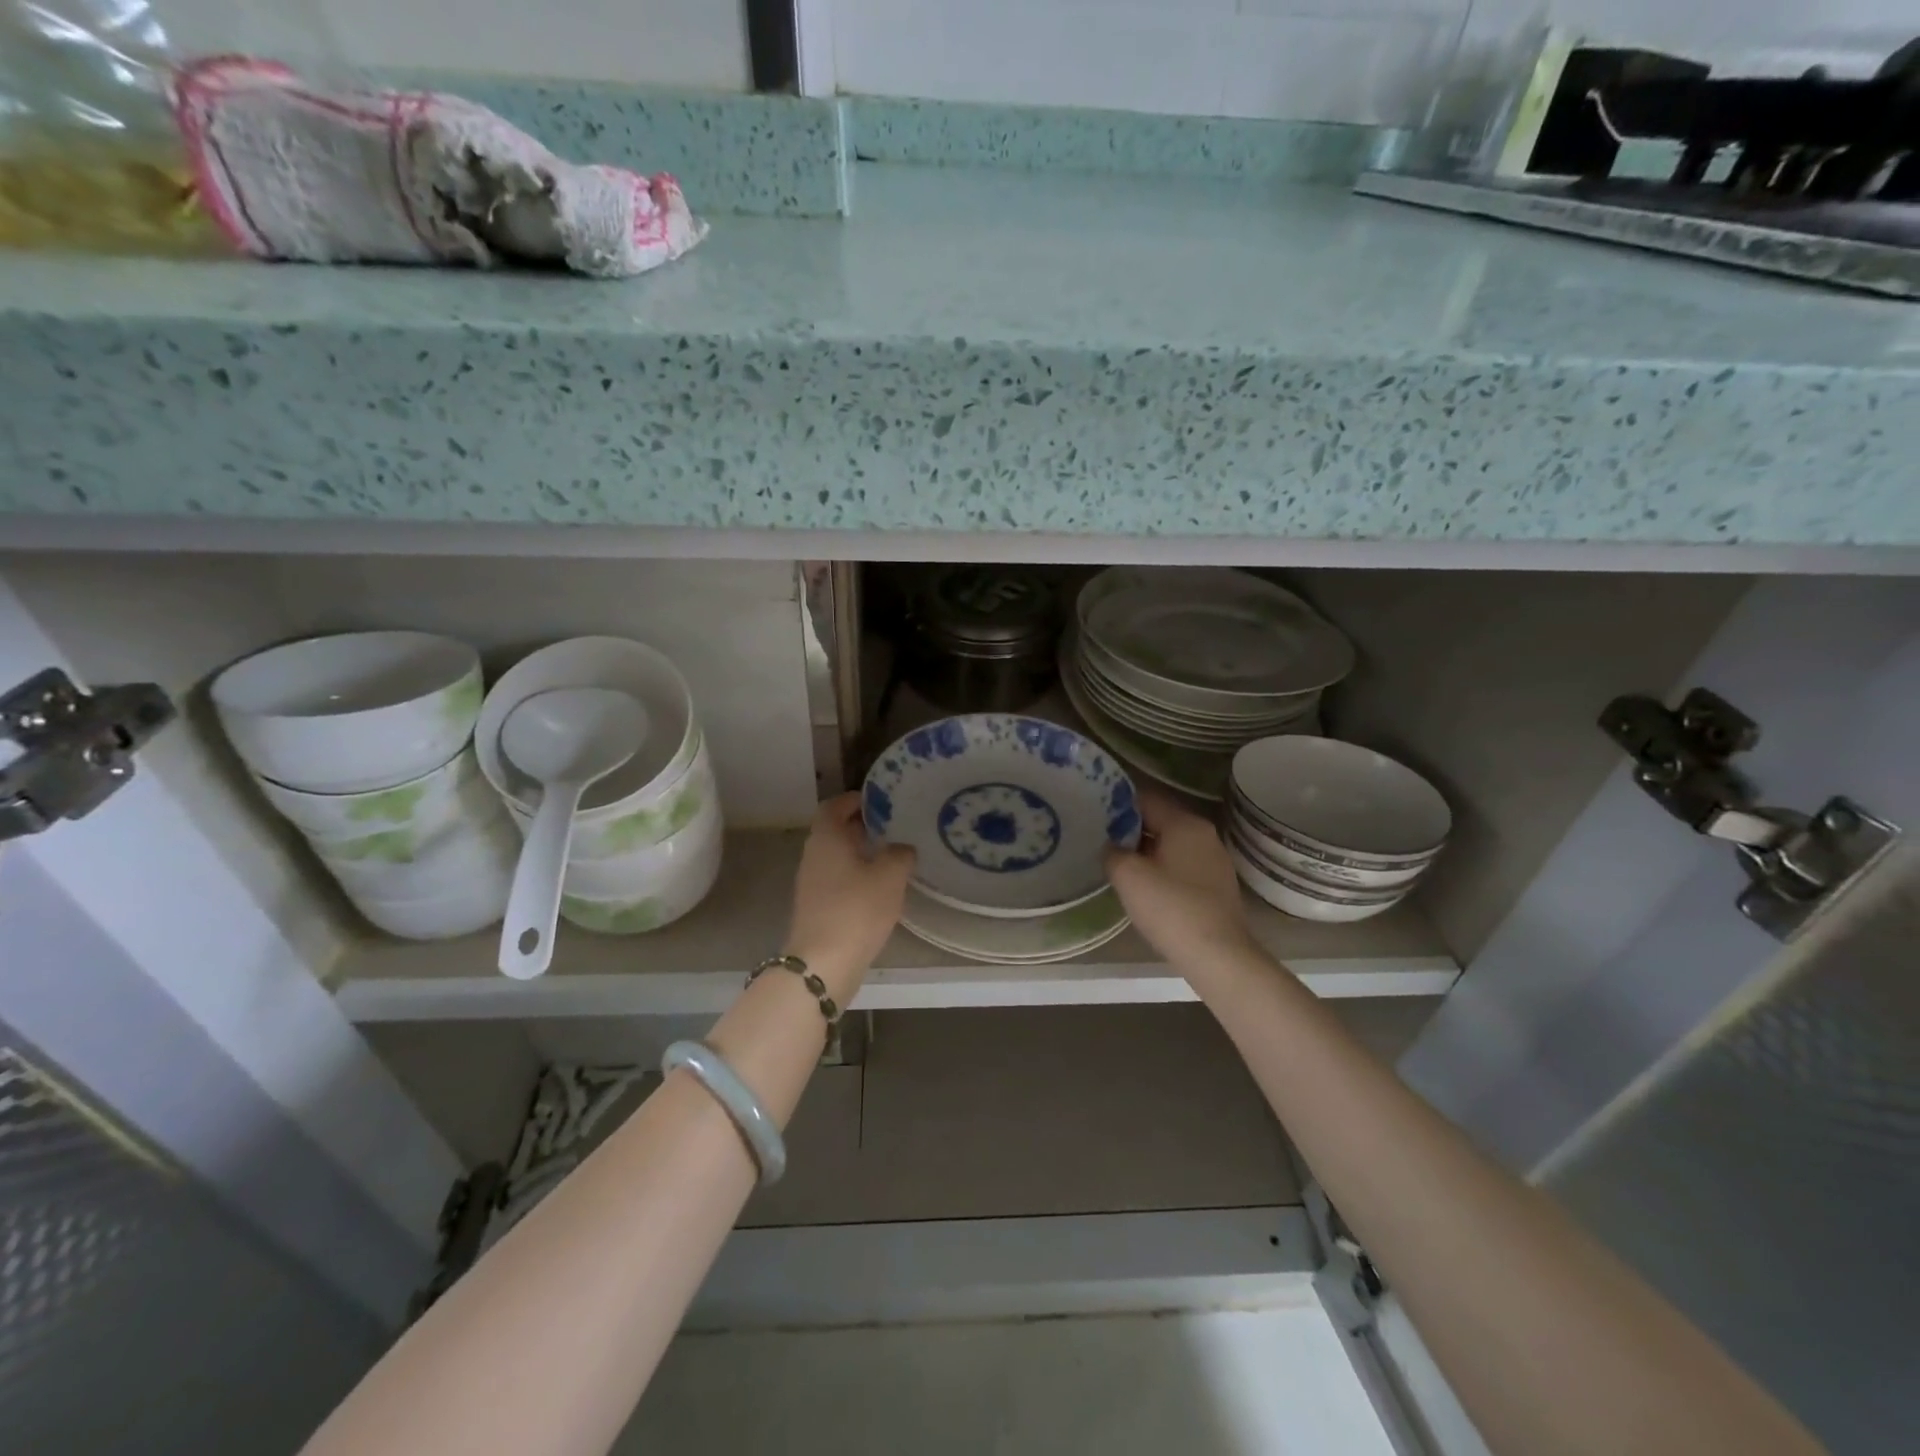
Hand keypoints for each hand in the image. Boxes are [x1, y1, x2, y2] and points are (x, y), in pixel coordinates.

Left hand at [784, 792, 915, 999]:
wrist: (823, 964)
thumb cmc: (856, 909)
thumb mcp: (890, 875)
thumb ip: (900, 854)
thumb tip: (902, 848)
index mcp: (827, 838)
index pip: (834, 806)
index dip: (855, 800)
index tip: (880, 802)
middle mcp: (813, 855)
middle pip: (835, 830)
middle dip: (862, 826)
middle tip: (893, 827)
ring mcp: (811, 883)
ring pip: (837, 857)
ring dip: (860, 853)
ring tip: (892, 856)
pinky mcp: (816, 907)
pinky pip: (837, 880)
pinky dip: (856, 876)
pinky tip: (880, 888)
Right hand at [1105, 788, 1255, 968]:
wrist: (1218, 957)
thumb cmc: (1171, 908)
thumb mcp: (1128, 876)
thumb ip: (1112, 852)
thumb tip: (1111, 847)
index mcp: (1185, 823)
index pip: (1146, 799)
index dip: (1117, 804)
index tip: (1094, 814)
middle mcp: (1204, 834)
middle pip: (1160, 820)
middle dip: (1130, 829)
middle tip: (1101, 840)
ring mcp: (1215, 860)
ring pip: (1171, 844)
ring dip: (1146, 851)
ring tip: (1119, 864)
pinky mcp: (1217, 885)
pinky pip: (1183, 865)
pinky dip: (1163, 869)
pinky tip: (1147, 888)